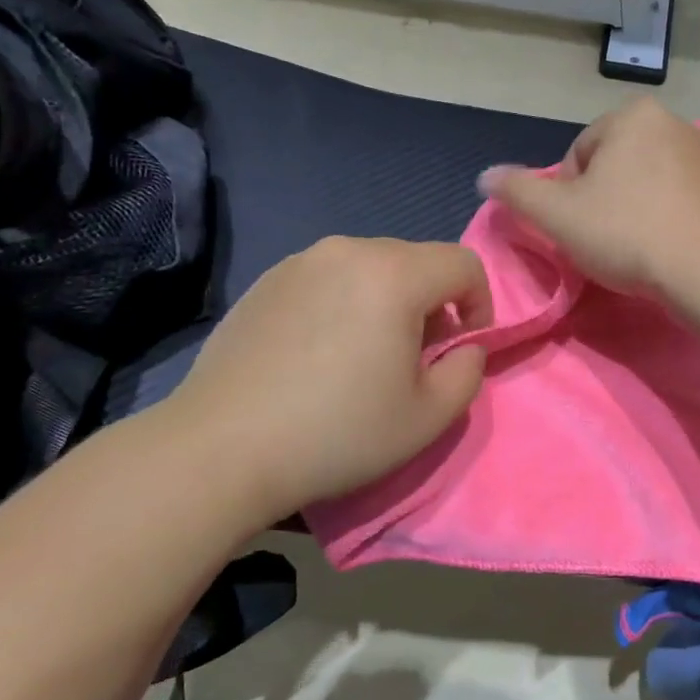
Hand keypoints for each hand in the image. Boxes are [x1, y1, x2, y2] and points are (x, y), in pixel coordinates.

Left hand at [159, 236, 490, 524]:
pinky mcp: (266, 281)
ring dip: (388, 302)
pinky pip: (329, 278)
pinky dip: (344, 303)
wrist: (220, 448)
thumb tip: (464, 347)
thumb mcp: (429, 417)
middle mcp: (348, 251)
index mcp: (394, 275)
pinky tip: (318, 353)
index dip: (480, 303)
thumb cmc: (337, 433)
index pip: (464, 264)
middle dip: (433, 303)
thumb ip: (468, 372)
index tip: (462, 348)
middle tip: (415, 358)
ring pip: (371, 268)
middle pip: (417, 261)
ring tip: (364, 356)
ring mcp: (300, 262)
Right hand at [477, 98, 699, 296]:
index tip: (579, 227)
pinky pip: (679, 197)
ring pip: (646, 182)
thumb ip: (517, 192)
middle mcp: (673, 122)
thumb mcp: (557, 214)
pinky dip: (665, 218)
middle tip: (603, 241)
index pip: (579, 154)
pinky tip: (664, 247)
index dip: (568, 195)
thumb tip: (485, 177)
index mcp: (632, 115)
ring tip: (635, 248)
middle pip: (613, 166)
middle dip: (602, 200)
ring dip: (632, 210)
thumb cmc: (627, 232)